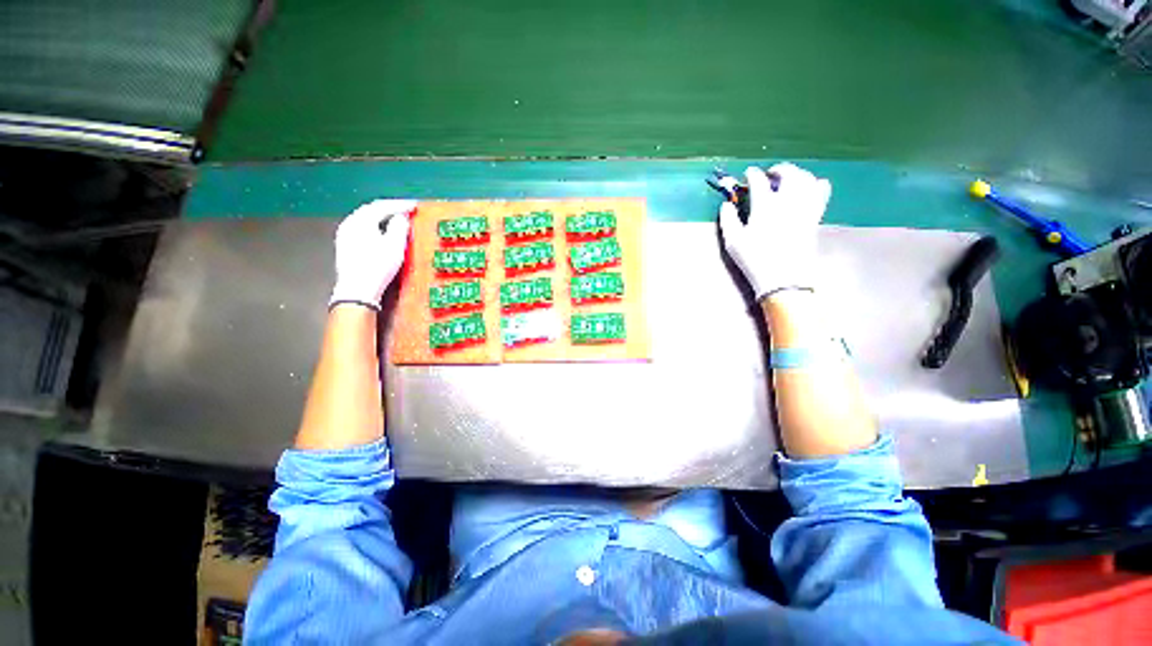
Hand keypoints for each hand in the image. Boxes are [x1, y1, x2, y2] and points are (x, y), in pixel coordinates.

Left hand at [329, 199, 415, 309]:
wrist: (357, 290)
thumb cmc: (378, 266)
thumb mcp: (395, 246)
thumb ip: (399, 227)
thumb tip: (401, 217)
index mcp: (361, 220)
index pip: (382, 206)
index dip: (400, 205)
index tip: (414, 206)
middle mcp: (350, 223)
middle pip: (371, 210)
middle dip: (389, 209)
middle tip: (406, 210)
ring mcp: (345, 235)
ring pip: (365, 219)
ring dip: (381, 217)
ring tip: (395, 219)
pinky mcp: (345, 246)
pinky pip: (362, 228)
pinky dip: (375, 226)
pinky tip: (382, 232)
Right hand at [718, 163, 830, 299]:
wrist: (783, 278)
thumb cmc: (754, 259)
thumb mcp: (733, 241)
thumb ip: (728, 219)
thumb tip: (726, 205)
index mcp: (764, 206)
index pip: (759, 181)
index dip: (752, 174)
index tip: (748, 174)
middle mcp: (787, 201)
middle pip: (788, 173)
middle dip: (778, 169)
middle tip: (769, 173)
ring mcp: (804, 207)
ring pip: (807, 178)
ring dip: (797, 173)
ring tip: (788, 178)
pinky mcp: (815, 216)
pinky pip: (821, 191)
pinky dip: (815, 184)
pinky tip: (809, 187)